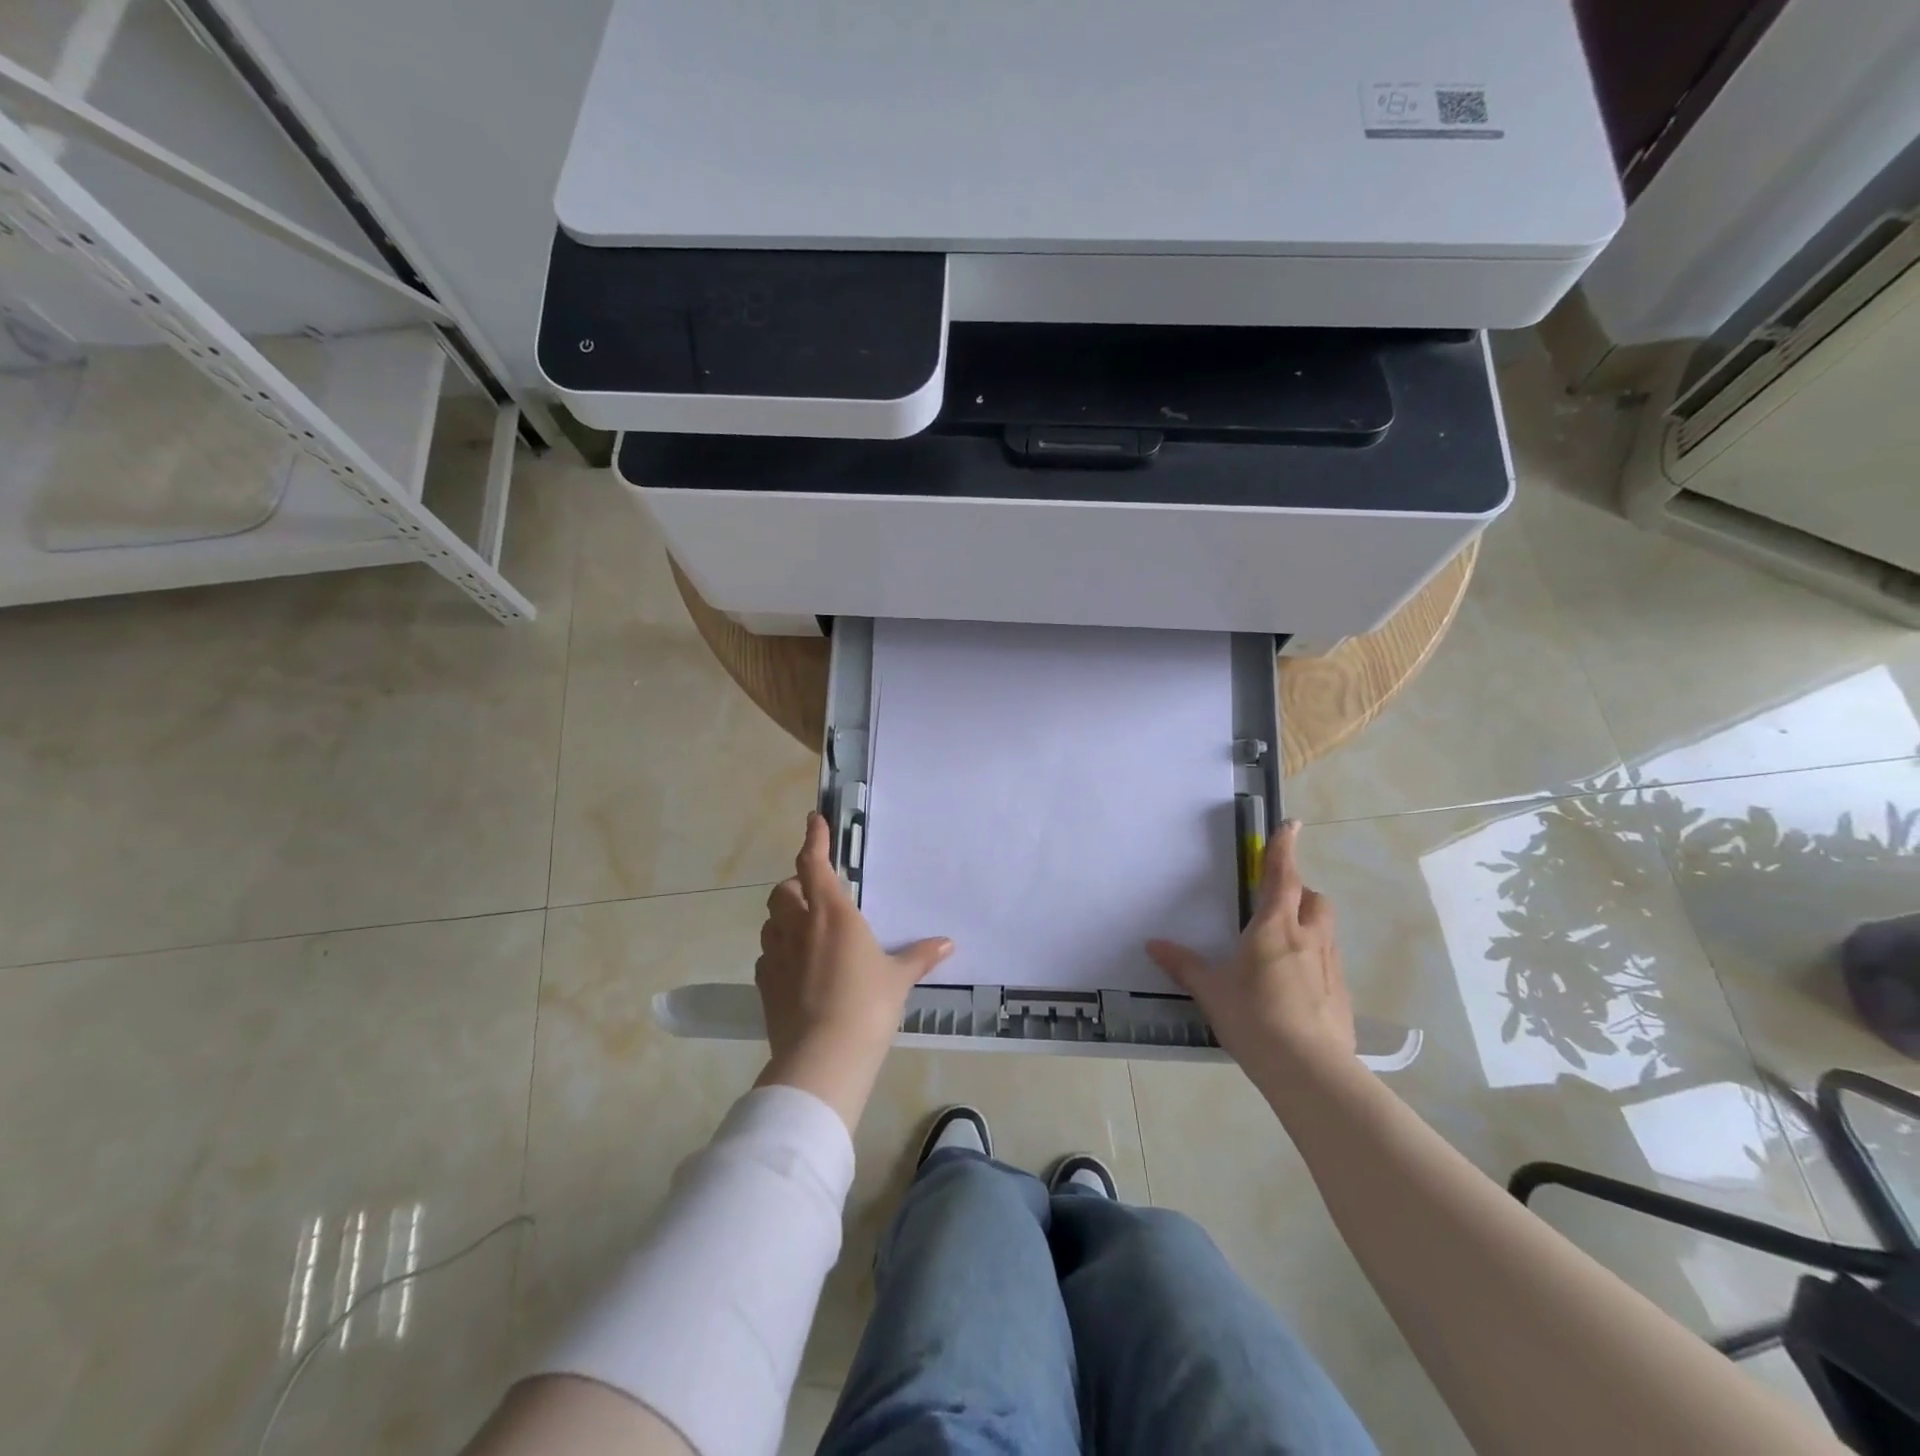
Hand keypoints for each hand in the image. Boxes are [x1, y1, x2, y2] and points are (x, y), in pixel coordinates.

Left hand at [754, 812, 954, 1130]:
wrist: (823, 1057)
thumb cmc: (867, 1005)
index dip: (813, 839)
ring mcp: (776, 956)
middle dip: (795, 884)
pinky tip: (794, 967)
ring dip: (784, 917)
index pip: (813, 864)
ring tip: (805, 929)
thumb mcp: (898, 979)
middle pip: (783, 890)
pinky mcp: (764, 984)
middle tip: (815, 893)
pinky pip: (766, 956)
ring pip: (771, 922)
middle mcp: (798, 927)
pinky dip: (778, 951)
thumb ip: (919, 956)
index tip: (813, 820)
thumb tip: (948, 944)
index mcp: (832, 914)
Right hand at [1146, 820, 1356, 1099]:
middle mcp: (1308, 937)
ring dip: (1308, 923)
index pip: (1282, 875)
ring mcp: (1329, 966)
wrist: (1309, 1069)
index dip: (1284, 848)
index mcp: (1275, 926)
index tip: (1292, 824)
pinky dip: (1313, 959)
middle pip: (1313, 898)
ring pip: (1324, 928)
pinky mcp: (1341, 993)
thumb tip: (1153, 944)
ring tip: (1283, 944)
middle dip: (1299, 892)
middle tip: (1277, 903)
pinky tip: (1294, 985)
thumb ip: (1183, 965)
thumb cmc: (1254, 1018)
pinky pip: (1328, 961)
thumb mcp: (1211, 991)